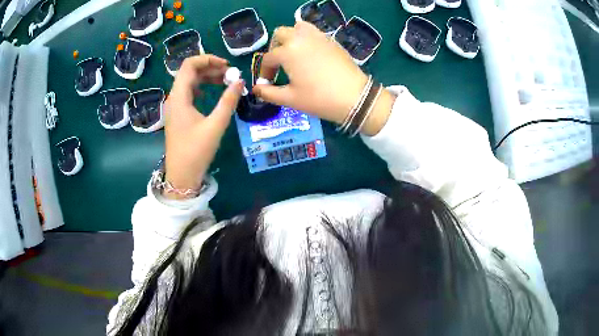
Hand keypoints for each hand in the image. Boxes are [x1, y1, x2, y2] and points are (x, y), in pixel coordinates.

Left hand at [163, 55, 243, 198]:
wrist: (181, 175)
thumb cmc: (196, 151)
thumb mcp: (215, 125)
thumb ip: (228, 101)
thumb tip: (240, 80)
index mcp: (179, 97)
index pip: (189, 65)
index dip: (208, 59)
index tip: (226, 65)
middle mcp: (174, 97)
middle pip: (189, 71)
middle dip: (210, 67)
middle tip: (229, 74)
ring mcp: (174, 106)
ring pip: (189, 81)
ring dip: (206, 77)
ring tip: (225, 81)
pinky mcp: (177, 113)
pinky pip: (188, 92)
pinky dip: (201, 87)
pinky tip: (210, 92)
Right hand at [253, 21, 394, 134]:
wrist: (354, 97)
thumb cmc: (319, 99)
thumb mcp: (290, 99)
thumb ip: (268, 93)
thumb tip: (256, 89)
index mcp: (287, 51)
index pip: (268, 58)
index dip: (264, 71)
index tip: (267, 83)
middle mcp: (300, 38)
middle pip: (279, 34)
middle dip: (275, 48)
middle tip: (279, 65)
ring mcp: (318, 36)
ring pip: (297, 27)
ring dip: (290, 38)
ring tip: (293, 54)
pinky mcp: (330, 39)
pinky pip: (313, 31)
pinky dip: (306, 38)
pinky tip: (310, 54)